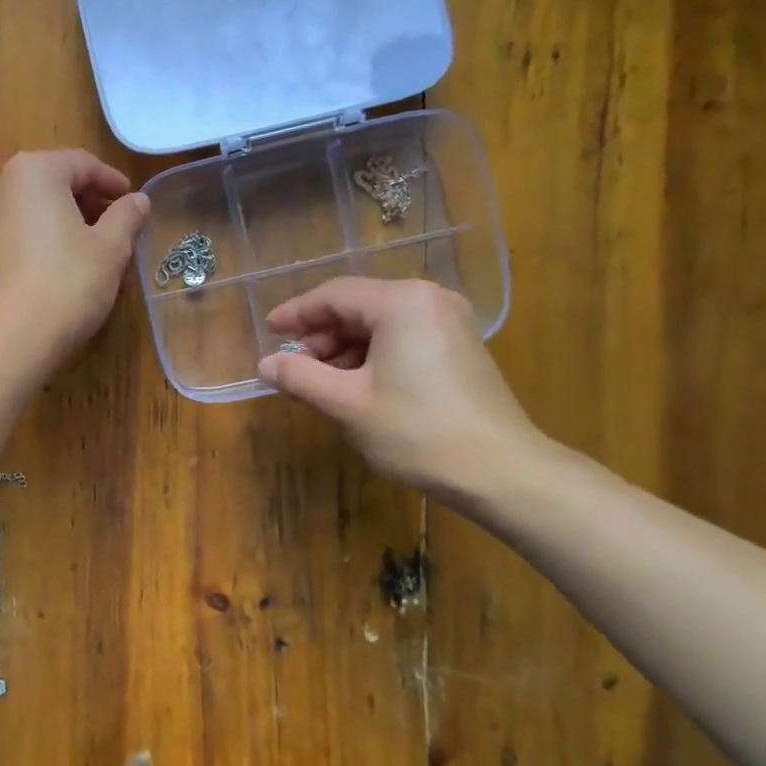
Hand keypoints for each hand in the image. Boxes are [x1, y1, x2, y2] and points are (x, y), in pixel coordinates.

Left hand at [0, 149, 149, 374]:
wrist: (12, 339)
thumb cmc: (68, 283)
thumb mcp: (111, 248)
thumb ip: (127, 217)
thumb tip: (139, 200)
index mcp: (34, 171)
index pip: (83, 164)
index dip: (114, 183)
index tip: (134, 204)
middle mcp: (2, 186)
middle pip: (56, 183)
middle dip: (89, 201)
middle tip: (119, 226)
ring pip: (37, 208)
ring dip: (67, 220)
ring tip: (96, 247)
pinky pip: (21, 232)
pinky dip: (46, 238)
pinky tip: (65, 265)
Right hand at [257, 278, 546, 510]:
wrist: (500, 470)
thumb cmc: (416, 432)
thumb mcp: (347, 404)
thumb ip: (300, 377)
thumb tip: (265, 364)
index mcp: (401, 303)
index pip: (334, 295)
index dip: (296, 314)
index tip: (268, 333)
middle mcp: (428, 299)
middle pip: (358, 305)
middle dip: (321, 335)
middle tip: (293, 367)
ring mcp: (450, 321)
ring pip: (380, 323)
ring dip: (344, 348)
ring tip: (320, 382)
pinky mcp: (460, 346)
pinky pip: (402, 337)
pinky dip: (372, 355)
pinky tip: (355, 385)